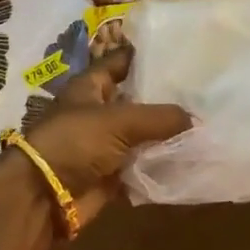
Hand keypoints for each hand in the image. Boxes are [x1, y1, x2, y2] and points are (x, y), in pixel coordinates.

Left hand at [15, 48, 190, 227]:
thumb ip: (161, 117)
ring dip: (166, 135)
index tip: (181, 53)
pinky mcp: (111, 173)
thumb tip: (196, 119)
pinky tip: (190, 158)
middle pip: (136, 100)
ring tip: (205, 125)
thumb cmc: (76, 141)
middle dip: (165, 99)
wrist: (44, 196)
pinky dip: (160, 165)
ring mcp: (104, 144)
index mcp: (91, 86)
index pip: (122, 61)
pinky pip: (142, 166)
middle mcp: (98, 111)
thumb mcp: (121, 120)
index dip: (147, 56)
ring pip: (142, 135)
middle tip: (202, 92)